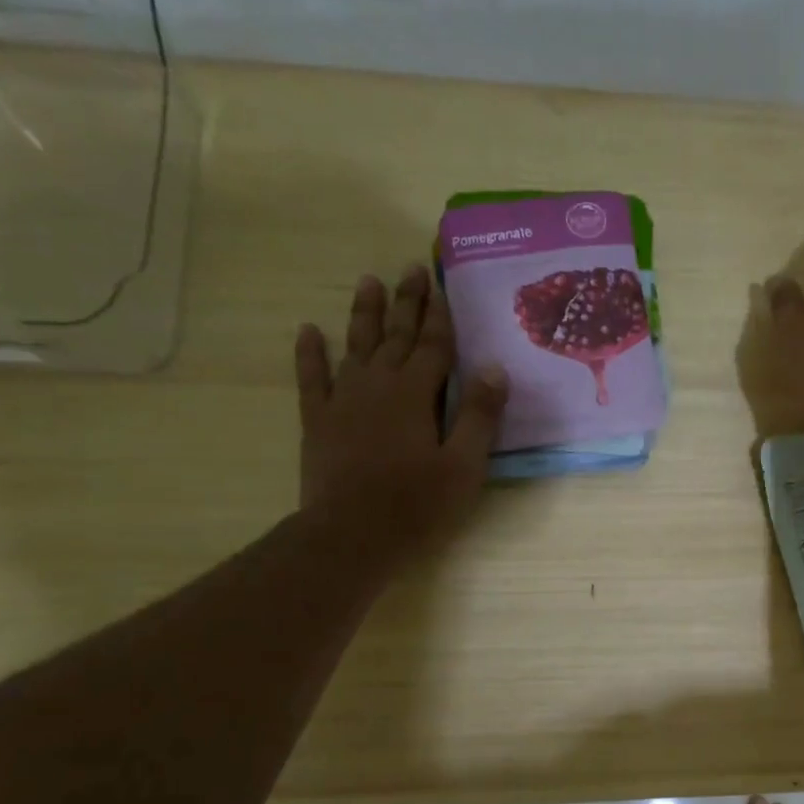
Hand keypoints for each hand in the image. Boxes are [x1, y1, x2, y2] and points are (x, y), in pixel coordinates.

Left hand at [294, 265, 506, 569]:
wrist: (352, 535)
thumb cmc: (417, 504)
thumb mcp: (464, 465)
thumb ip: (479, 415)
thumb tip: (494, 367)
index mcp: (416, 394)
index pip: (434, 346)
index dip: (441, 316)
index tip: (442, 284)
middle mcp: (379, 385)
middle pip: (396, 335)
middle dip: (406, 302)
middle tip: (411, 268)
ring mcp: (344, 400)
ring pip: (356, 345)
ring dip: (364, 313)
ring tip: (368, 281)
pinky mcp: (319, 420)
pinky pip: (312, 378)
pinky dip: (310, 353)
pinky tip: (309, 331)